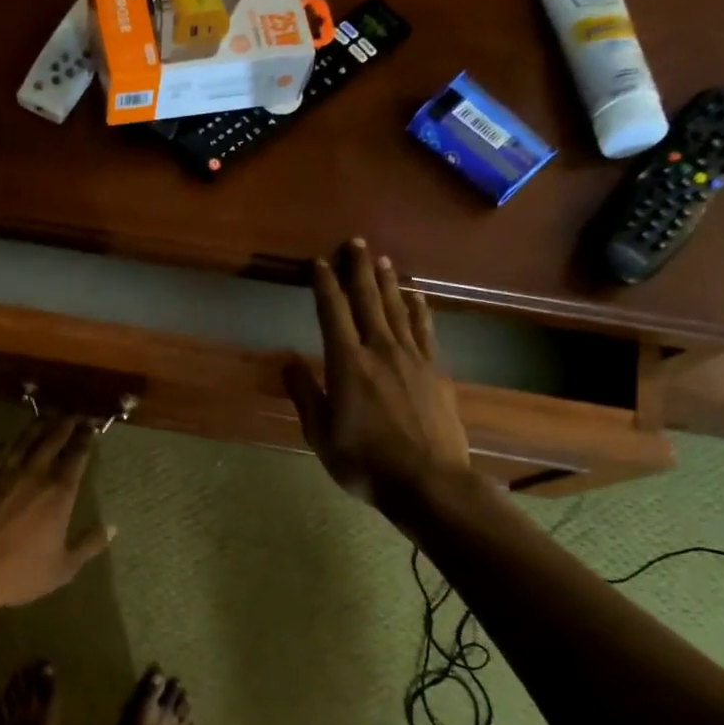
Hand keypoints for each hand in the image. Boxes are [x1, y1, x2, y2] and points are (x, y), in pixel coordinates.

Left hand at [0, 415, 113, 610]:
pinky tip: (9, 441)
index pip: (77, 456)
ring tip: (48, 416)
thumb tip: (112, 527)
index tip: (91, 426)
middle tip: (74, 414)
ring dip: (39, 425)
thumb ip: (89, 545)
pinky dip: (8, 442)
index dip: (85, 439)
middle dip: (66, 424)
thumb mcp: (63, 568)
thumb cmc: (18, 572)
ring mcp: (4, 470)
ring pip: (25, 438)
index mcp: (59, 493)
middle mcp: (34, 473)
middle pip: (52, 439)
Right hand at [283, 239, 471, 521]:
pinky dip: (419, 310)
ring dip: (387, 282)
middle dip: (358, 269)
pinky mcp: (436, 372)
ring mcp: (413, 359)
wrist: (428, 482)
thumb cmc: (364, 462)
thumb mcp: (320, 434)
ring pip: (397, 310)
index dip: (323, 284)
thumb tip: (288, 361)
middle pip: (368, 300)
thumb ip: (305, 394)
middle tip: (354, 242)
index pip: (332, 312)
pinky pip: (425, 331)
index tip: (317, 262)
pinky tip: (416, 297)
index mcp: (347, 364)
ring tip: (381, 259)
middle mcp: (380, 350)